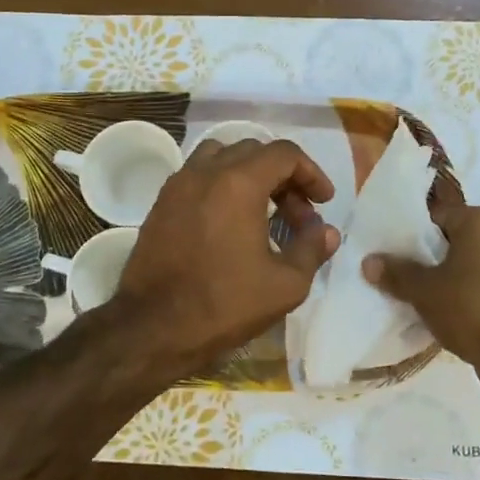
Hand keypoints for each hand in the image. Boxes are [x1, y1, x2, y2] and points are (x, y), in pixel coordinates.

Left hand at [116, 139, 340, 372]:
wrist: (153, 327)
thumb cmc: (224, 304)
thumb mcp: (285, 284)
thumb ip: (311, 249)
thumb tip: (326, 231)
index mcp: (238, 183)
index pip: (284, 154)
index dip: (311, 173)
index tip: (323, 202)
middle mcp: (205, 172)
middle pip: (254, 152)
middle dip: (284, 178)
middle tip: (298, 217)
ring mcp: (178, 185)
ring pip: (221, 157)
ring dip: (249, 175)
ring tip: (263, 211)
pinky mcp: (160, 204)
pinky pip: (198, 176)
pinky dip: (221, 185)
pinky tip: (230, 223)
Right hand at [363, 204, 479, 403]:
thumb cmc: (470, 310)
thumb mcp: (424, 292)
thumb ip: (397, 273)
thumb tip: (369, 261)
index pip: (441, 217)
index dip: (419, 237)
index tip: (405, 257)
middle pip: (464, 239)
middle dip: (443, 256)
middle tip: (420, 277)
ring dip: (466, 274)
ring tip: (442, 298)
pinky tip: (469, 313)